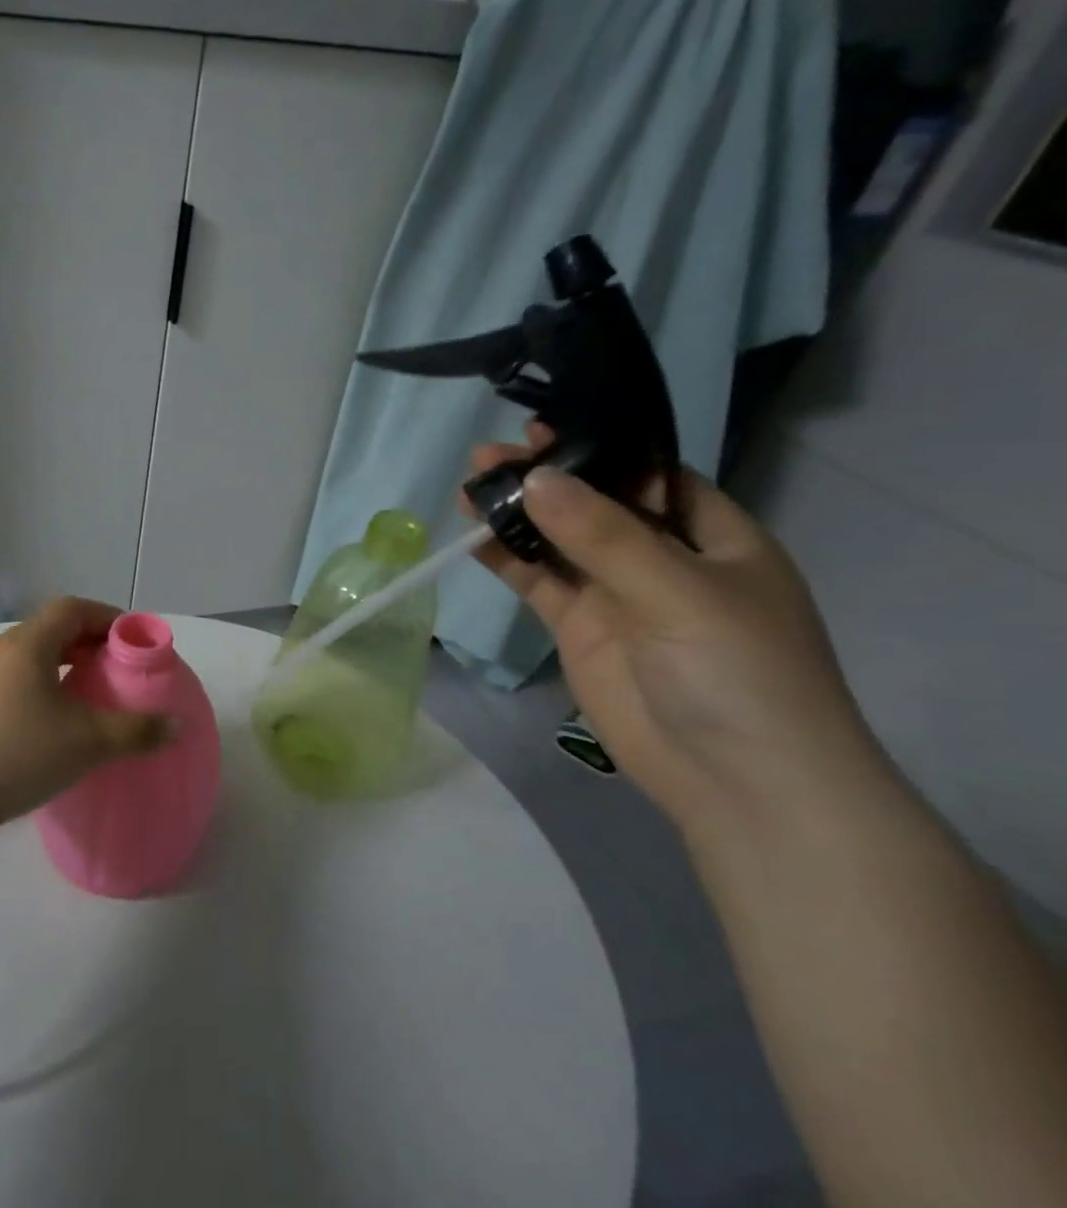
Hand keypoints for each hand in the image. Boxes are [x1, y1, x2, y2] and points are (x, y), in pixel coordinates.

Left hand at [0, 598, 173, 830]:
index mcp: (29, 644)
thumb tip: (176, 725)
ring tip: (91, 692)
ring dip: (65, 665)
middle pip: (52, 629)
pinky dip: (45, 684)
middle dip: (89, 642)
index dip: (106, 617)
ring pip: (33, 655)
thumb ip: (135, 731)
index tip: (131, 640)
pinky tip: (56, 718)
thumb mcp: (87, 742)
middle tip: (117, 667)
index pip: (72, 608)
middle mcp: (2, 650)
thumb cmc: (19, 753)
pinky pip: (18, 678)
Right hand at [470, 428, 888, 829]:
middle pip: (595, 503)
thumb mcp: (679, 591)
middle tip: (491, 455)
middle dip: (547, 477)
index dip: (600, 447)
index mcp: (714, 536)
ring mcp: (617, 594)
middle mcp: (662, 557)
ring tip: (470, 486)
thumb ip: (603, 535)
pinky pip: (539, 582)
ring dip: (519, 514)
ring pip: (559, 541)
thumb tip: (536, 478)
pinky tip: (474, 536)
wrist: (736, 780)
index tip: (543, 427)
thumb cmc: (738, 671)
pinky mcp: (580, 628)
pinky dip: (508, 559)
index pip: (651, 474)